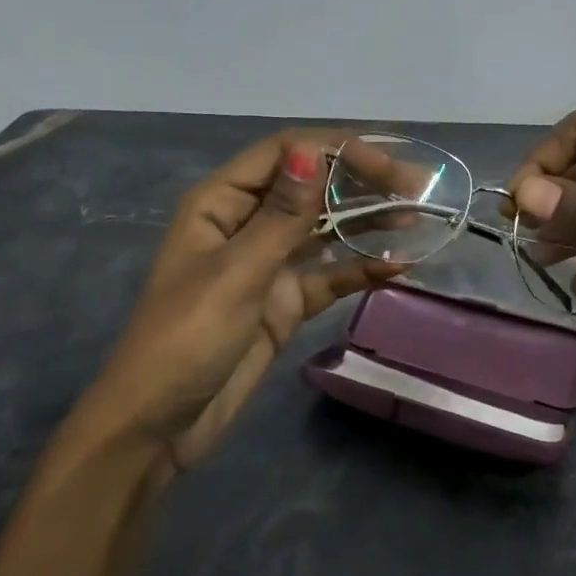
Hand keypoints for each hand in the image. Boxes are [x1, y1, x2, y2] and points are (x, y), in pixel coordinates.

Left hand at [83, 129, 399, 471]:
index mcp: (221, 202)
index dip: (337, 150)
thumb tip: (311, 152)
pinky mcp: (283, 303)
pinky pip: (327, 277)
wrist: (158, 425)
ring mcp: (267, 265)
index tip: (387, 166)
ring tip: (416, 218)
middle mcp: (246, 224)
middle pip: (310, 187)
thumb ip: (281, 216)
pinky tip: (396, 266)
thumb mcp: (236, 273)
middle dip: (360, 182)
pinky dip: (359, 270)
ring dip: (366, 222)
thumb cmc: (186, 339)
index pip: (285, 153)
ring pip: (323, 230)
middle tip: (417, 187)